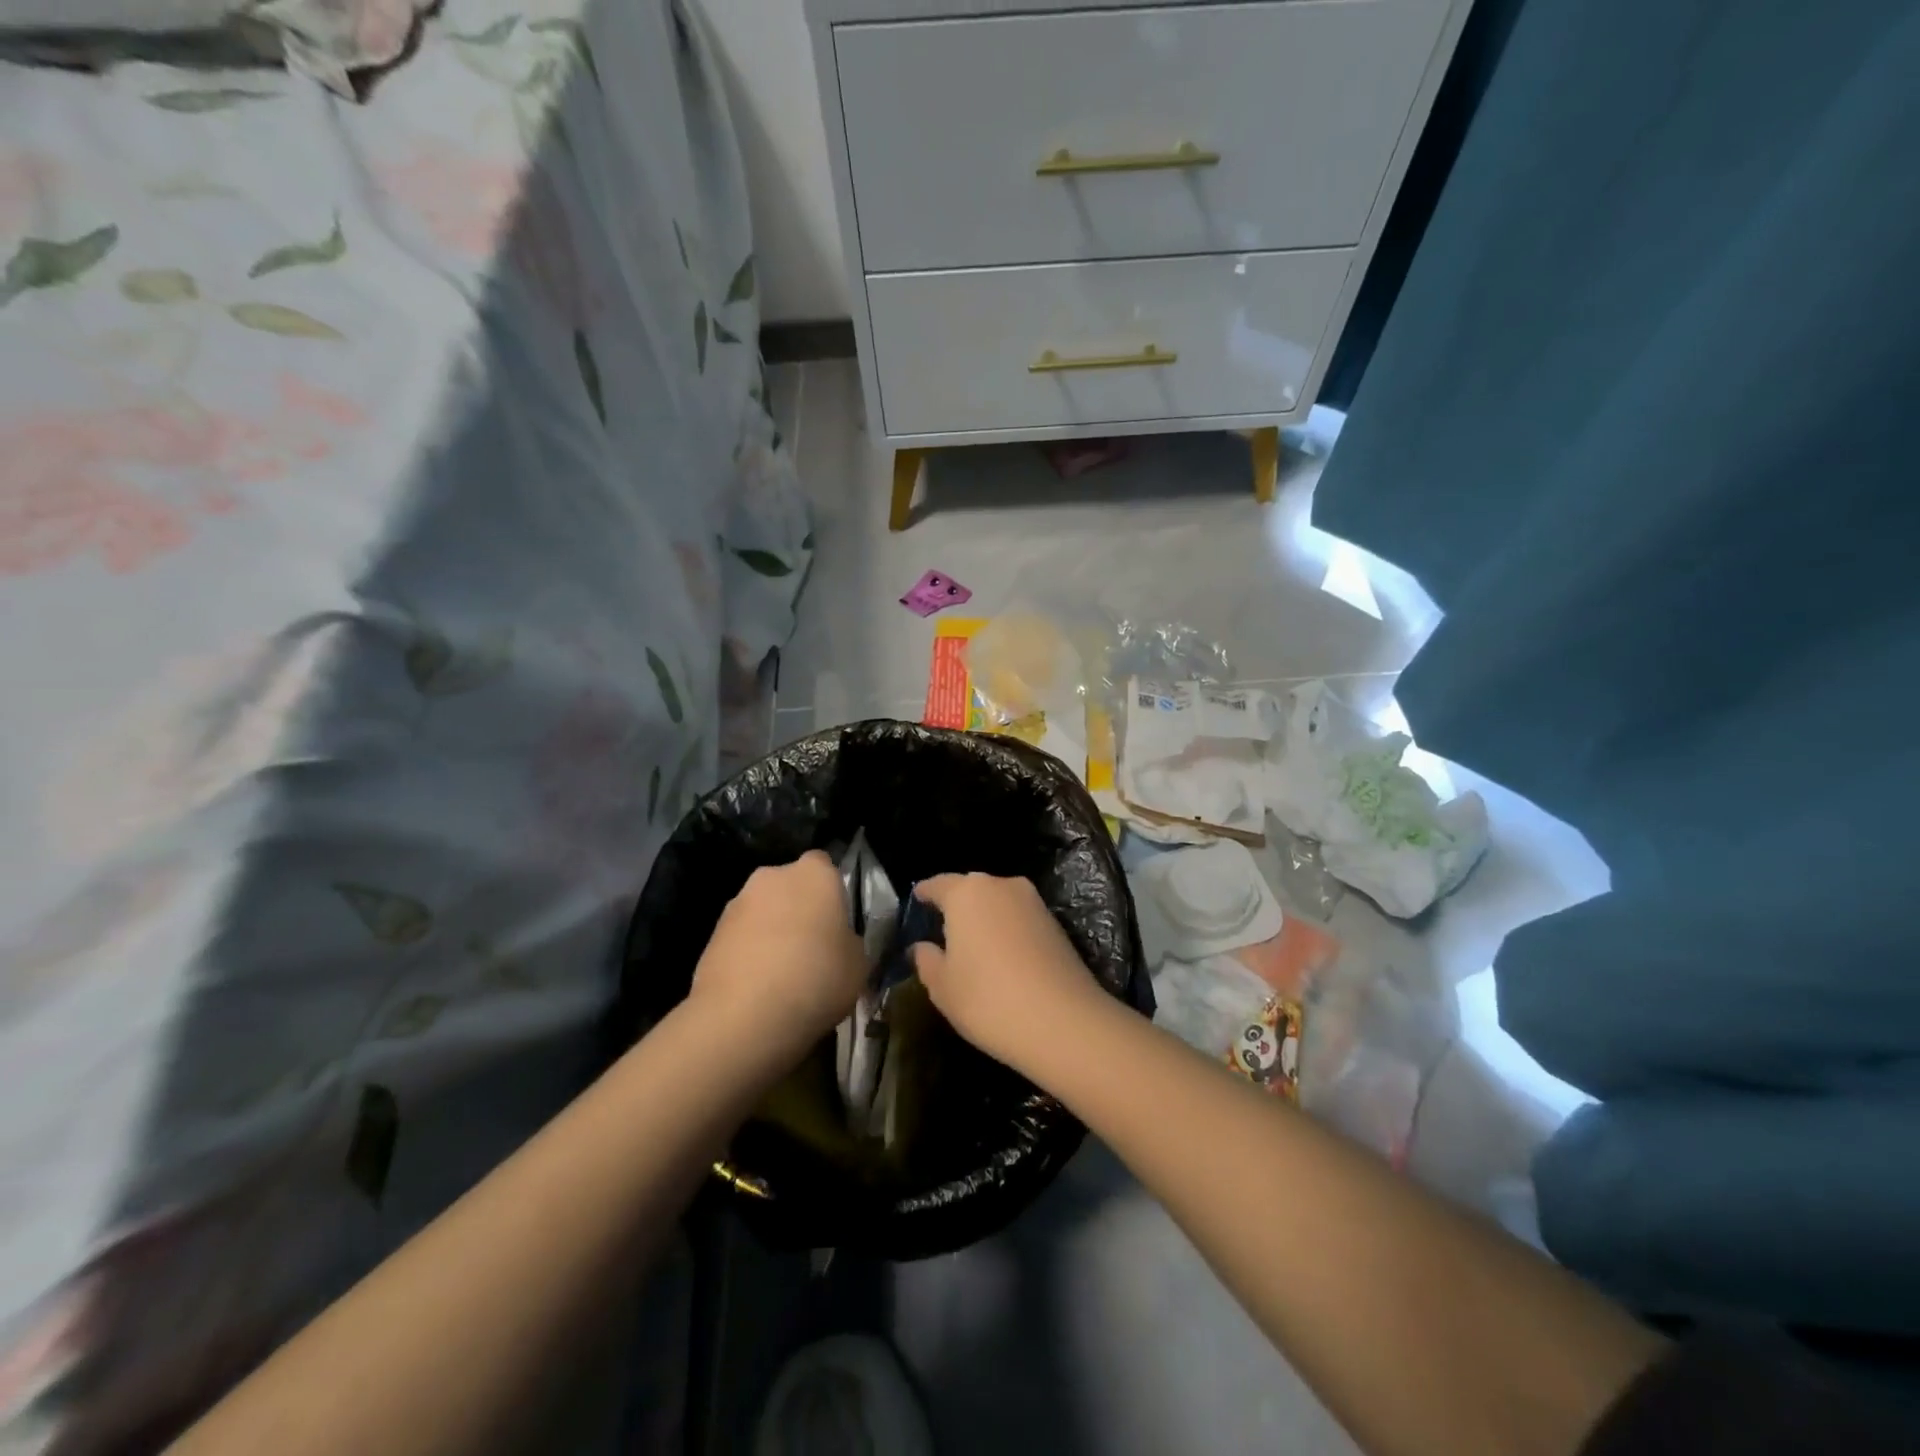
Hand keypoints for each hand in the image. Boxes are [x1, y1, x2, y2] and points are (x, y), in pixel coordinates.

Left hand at [689, 851, 866, 1071]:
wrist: (745, 1015)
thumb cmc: (816, 978)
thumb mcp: (858, 964)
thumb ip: (849, 942)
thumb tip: (838, 943)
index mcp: (815, 874)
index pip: (825, 865)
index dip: (831, 892)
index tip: (836, 922)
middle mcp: (773, 876)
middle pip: (790, 885)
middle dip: (798, 908)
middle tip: (811, 947)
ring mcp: (737, 903)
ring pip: (763, 911)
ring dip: (771, 931)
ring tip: (781, 974)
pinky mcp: (712, 933)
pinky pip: (741, 936)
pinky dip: (749, 953)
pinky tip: (757, 986)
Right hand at [909, 873, 1102, 1075]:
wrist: (1063, 1021)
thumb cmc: (988, 999)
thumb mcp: (942, 987)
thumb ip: (926, 960)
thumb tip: (922, 947)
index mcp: (966, 893)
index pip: (938, 884)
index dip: (924, 894)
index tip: (916, 902)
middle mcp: (1001, 885)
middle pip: (970, 889)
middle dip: (956, 905)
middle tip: (942, 929)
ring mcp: (1032, 902)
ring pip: (998, 902)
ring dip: (984, 917)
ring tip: (972, 946)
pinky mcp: (1055, 922)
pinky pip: (1019, 918)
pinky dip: (1007, 930)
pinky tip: (1002, 957)